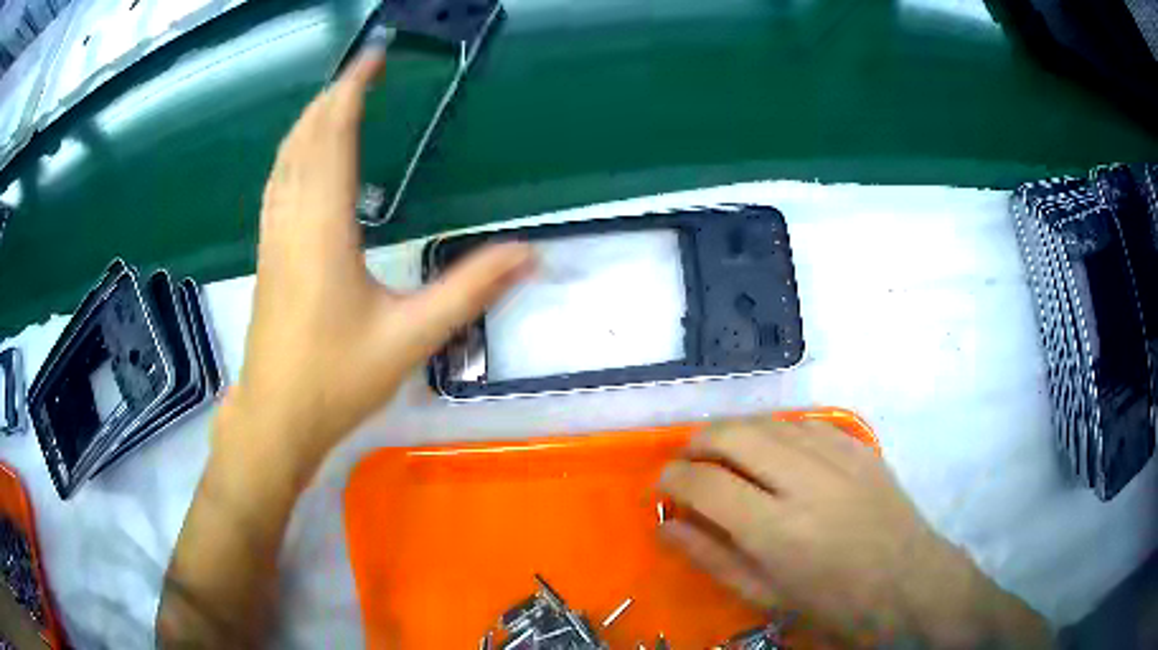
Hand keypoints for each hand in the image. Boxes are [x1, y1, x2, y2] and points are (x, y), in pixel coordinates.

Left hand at [225, 49, 532, 478]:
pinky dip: (293, 153)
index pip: (333, 137)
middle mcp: (292, 220)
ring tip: (336, 100)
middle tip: (363, 70)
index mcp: (324, 229)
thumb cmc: (337, 380)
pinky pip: (277, 184)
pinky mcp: (267, 254)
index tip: (373, 58)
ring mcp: (272, 237)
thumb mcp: (411, 337)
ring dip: (309, 122)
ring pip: (284, 160)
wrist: (276, 417)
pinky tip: (302, 157)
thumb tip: (529, 254)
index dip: (351, 91)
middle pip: (305, 138)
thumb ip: (470, 290)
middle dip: (332, 96)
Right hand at [659, 418, 1049, 646]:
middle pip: (732, 434)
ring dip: (734, 432)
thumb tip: (665, 526)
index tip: (662, 485)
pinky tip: (773, 454)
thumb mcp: (762, 594)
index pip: (704, 484)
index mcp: (775, 530)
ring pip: (767, 421)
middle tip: (688, 462)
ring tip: (724, 455)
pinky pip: (803, 424)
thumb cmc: (830, 602)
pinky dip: (775, 433)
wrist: (905, 582)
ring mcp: (836, 455)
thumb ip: (709, 556)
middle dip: (697, 442)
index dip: (672, 479)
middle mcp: (804, 481)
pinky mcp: (857, 446)